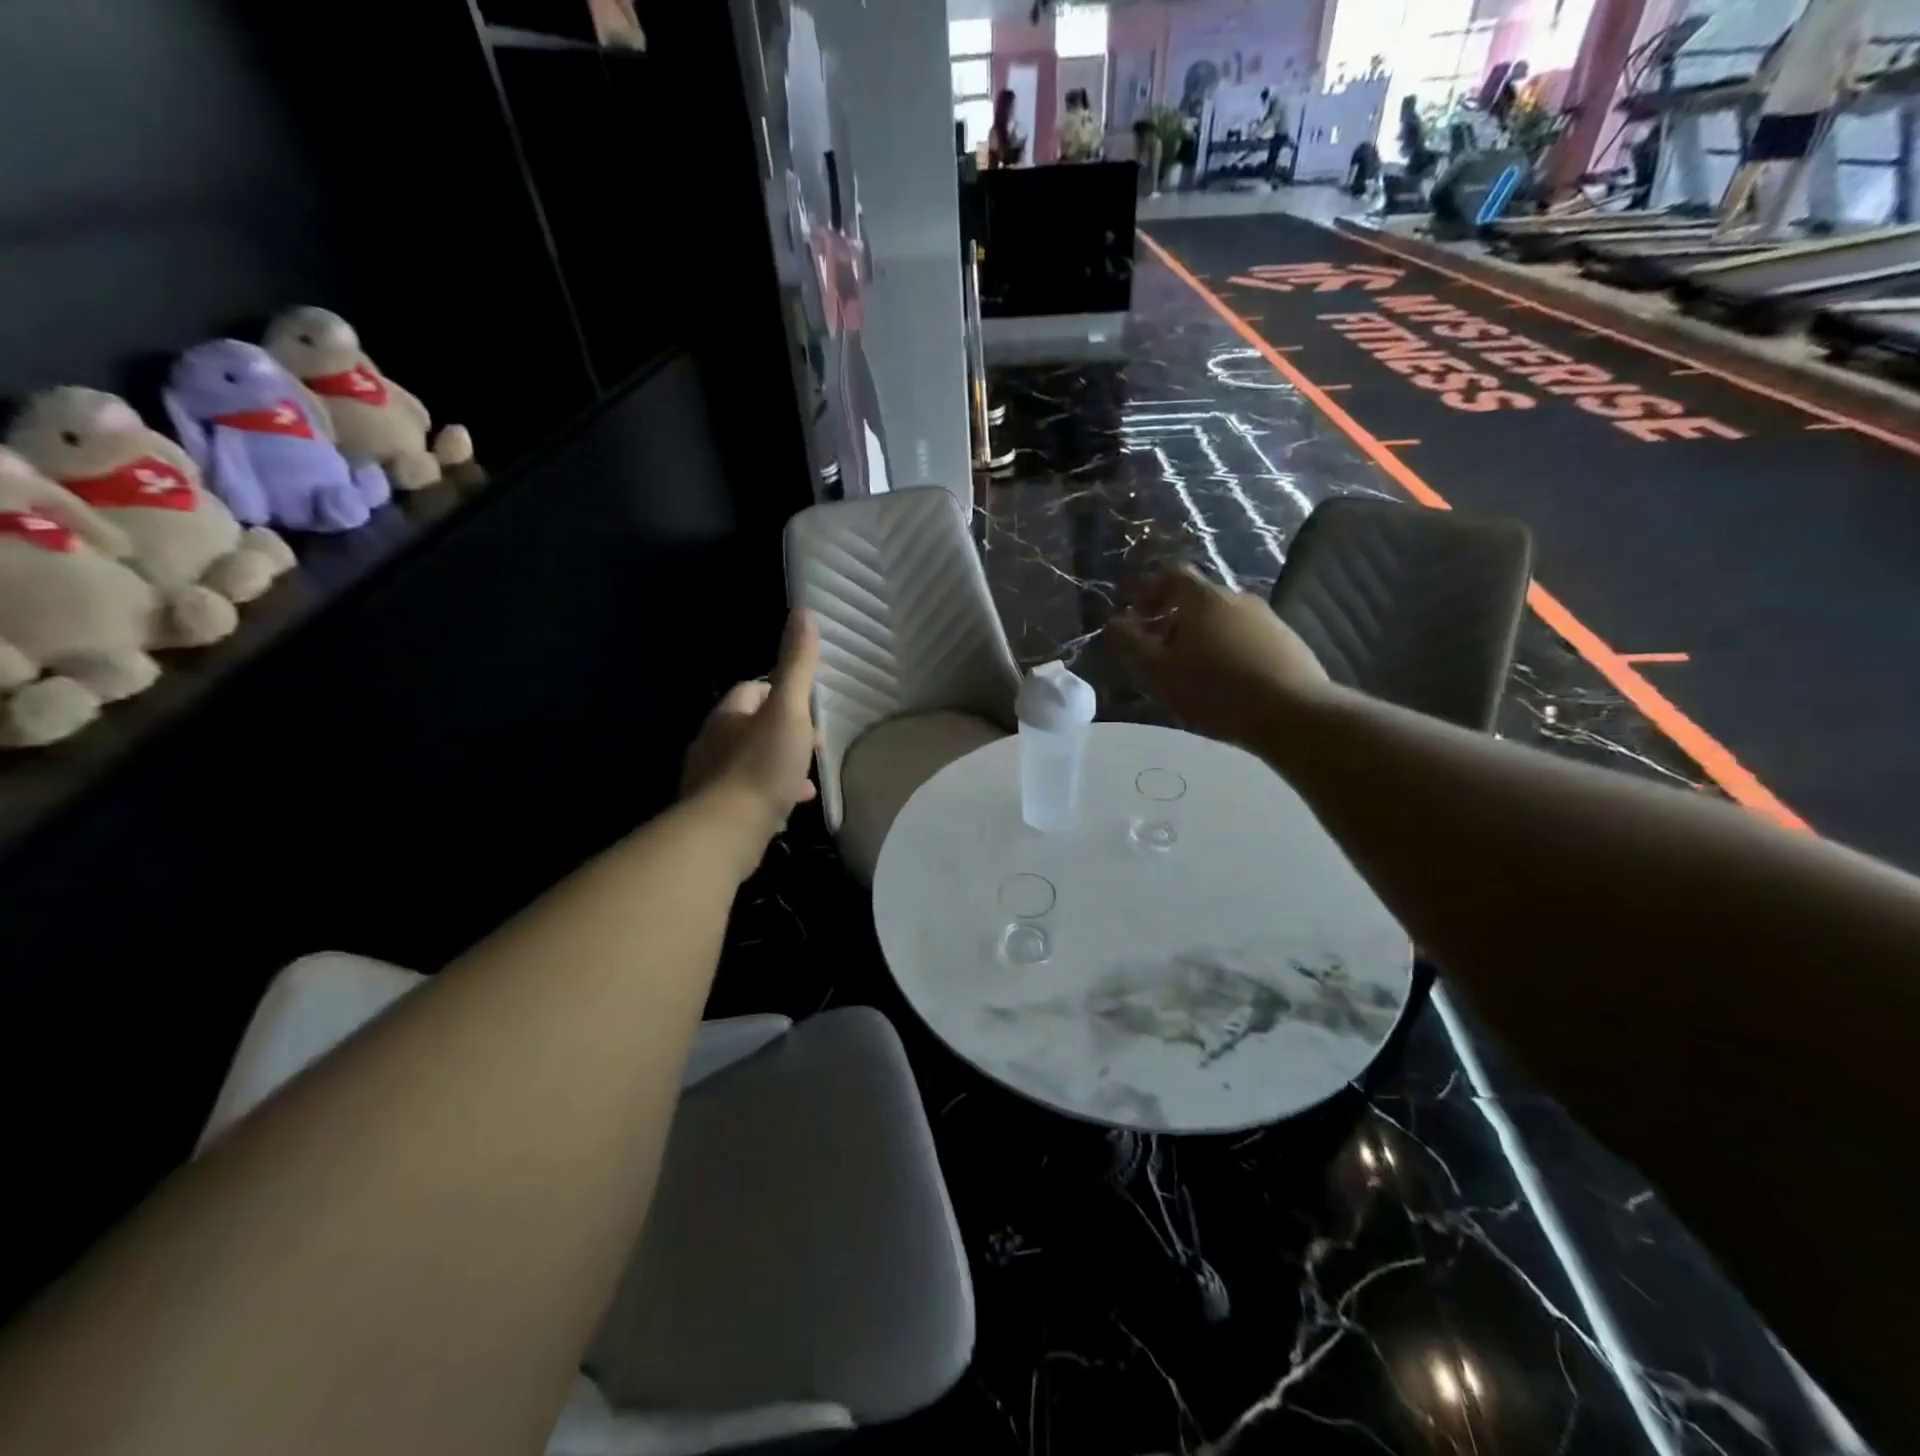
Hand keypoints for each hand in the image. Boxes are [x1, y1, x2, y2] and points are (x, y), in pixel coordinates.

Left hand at [681, 610, 820, 862]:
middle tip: (814, 744)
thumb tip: (803, 612)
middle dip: (784, 733)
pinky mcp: (717, 813)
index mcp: (728, 715)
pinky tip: (790, 809)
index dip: (781, 693)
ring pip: (751, 763)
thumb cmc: (760, 766)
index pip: (752, 690)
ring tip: (807, 780)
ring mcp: (711, 780)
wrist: (725, 832)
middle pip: (752, 728)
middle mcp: (713, 743)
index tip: (808, 706)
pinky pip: (749, 795)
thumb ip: (797, 666)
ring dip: (779, 766)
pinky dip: (771, 795)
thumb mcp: (788, 711)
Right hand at [1108, 566, 1328, 746]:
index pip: (1171, 574)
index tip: (1137, 615)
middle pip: (1197, 599)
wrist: (1292, 713)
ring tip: (1194, 673)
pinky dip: (1229, 650)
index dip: (1149, 590)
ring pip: (1223, 620)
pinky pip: (1247, 638)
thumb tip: (1114, 622)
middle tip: (1160, 653)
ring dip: (1203, 637)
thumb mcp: (1158, 671)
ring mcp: (1267, 618)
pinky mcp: (1288, 641)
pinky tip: (1228, 683)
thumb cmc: (1214, 689)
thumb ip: (1129, 643)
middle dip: (1173, 619)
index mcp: (1202, 598)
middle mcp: (1236, 597)